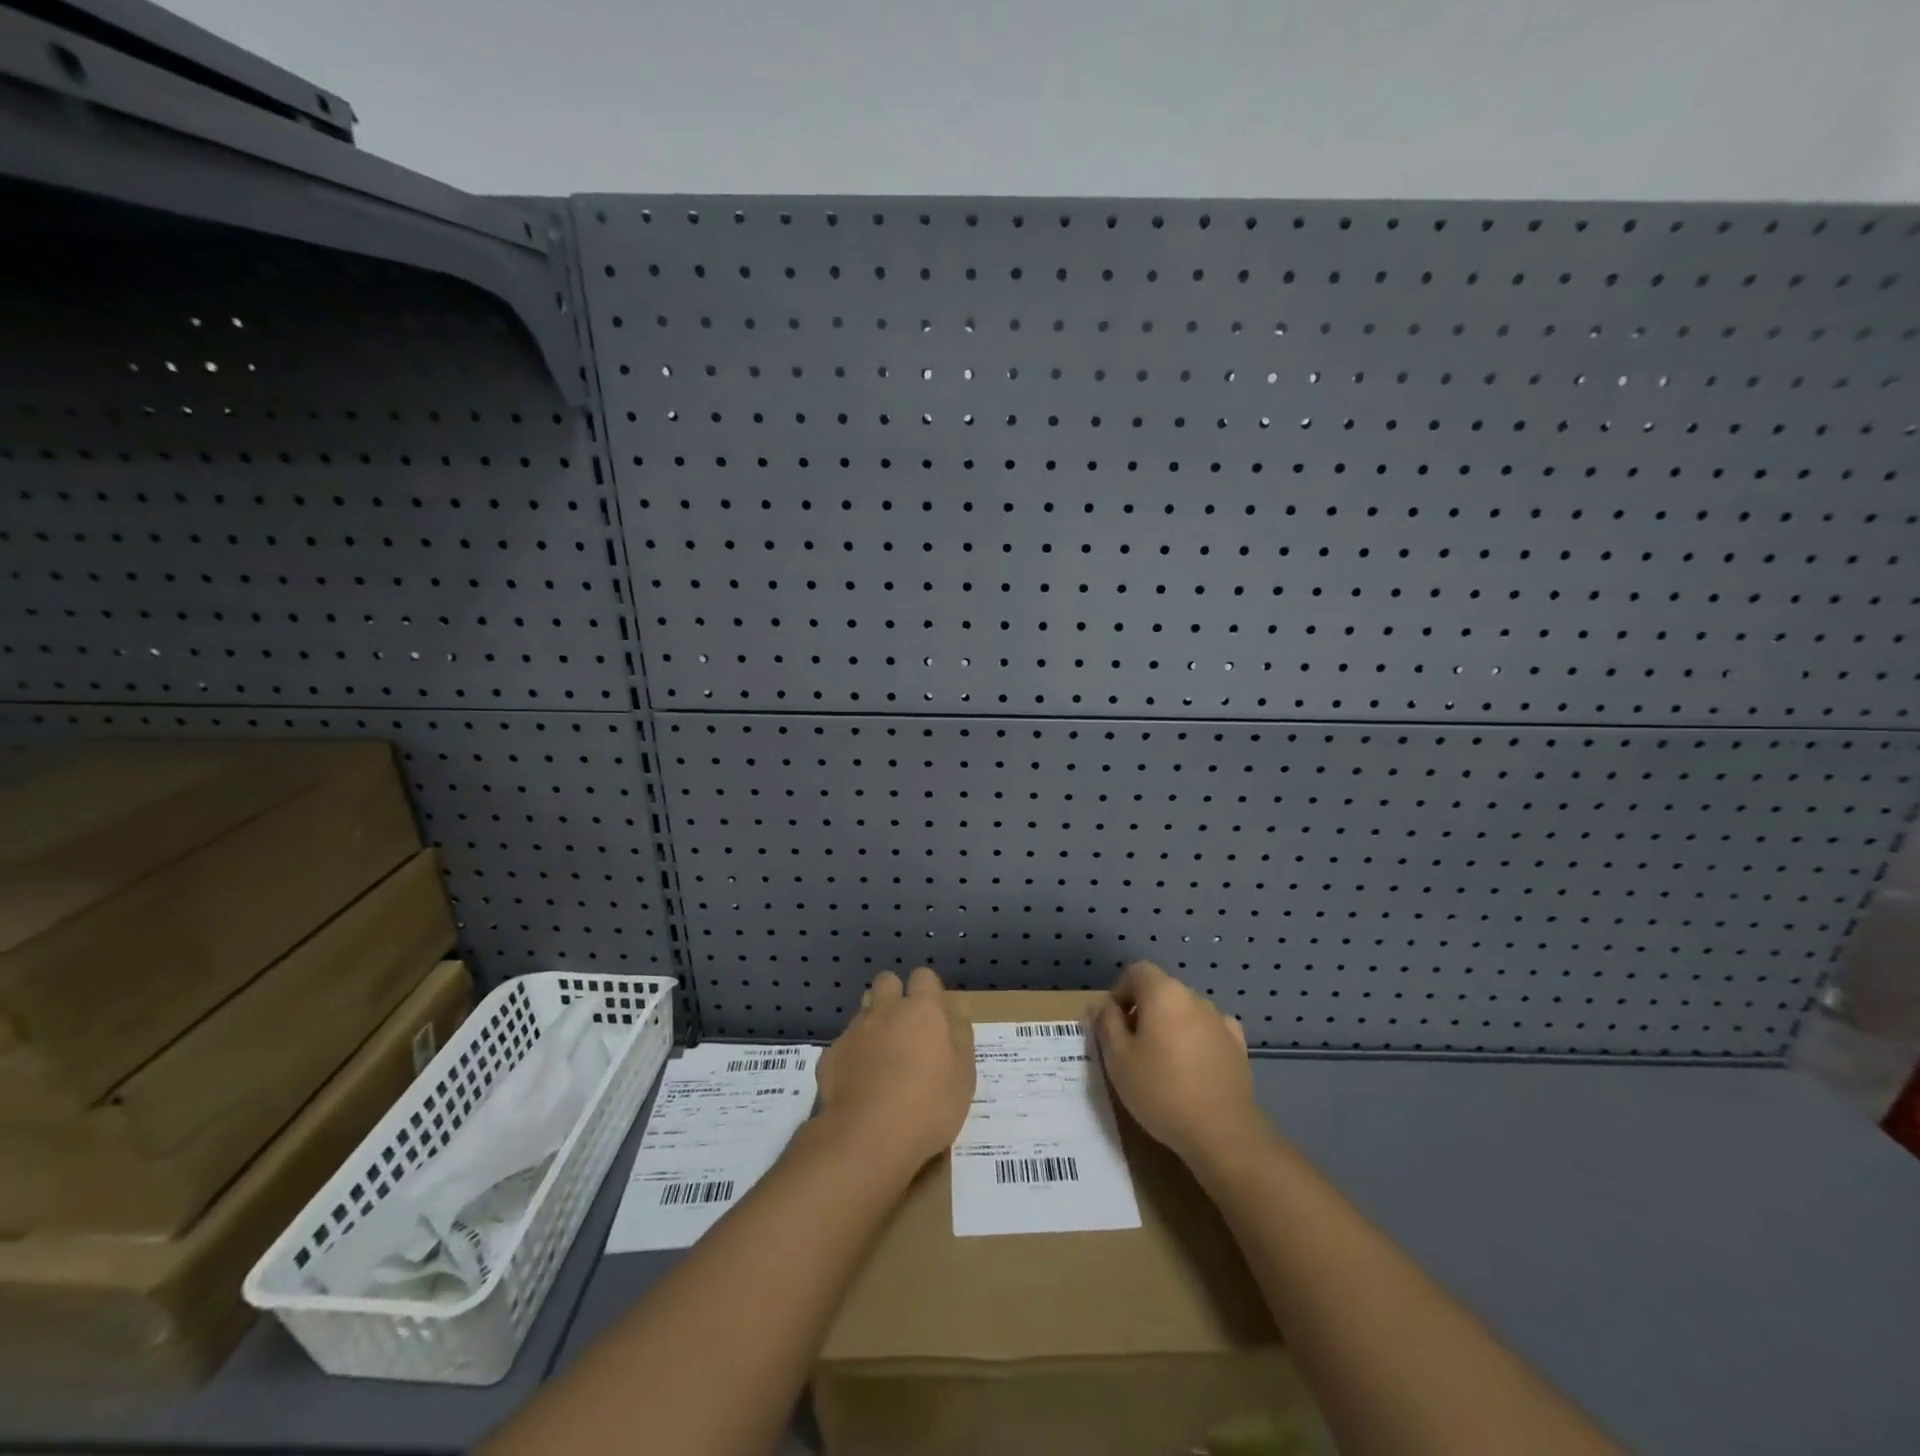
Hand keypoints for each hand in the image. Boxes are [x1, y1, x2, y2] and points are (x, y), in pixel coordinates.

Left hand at [817, 967, 974, 1174]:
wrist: (869, 1137)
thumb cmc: (929, 1106)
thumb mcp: (964, 1076)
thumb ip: (960, 1038)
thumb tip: (954, 1015)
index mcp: (923, 1010)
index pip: (924, 976)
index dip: (928, 991)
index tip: (933, 1015)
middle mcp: (886, 1010)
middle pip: (887, 981)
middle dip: (894, 995)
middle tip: (905, 1028)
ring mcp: (855, 1030)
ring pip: (863, 1010)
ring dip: (872, 1022)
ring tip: (880, 1056)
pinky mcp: (831, 1054)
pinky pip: (844, 1044)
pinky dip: (852, 1056)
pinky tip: (858, 1084)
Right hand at [1088, 961, 1261, 1167]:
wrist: (1222, 1132)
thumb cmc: (1160, 1090)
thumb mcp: (1117, 1058)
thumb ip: (1106, 1023)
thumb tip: (1102, 1005)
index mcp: (1163, 993)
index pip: (1136, 971)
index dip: (1119, 991)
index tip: (1112, 1023)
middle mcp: (1194, 997)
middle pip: (1161, 990)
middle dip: (1143, 1010)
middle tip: (1131, 1046)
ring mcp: (1220, 1021)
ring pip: (1185, 1011)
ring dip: (1170, 1025)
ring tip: (1162, 1062)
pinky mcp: (1238, 1046)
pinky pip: (1209, 1031)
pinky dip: (1196, 1040)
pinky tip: (1192, 1066)